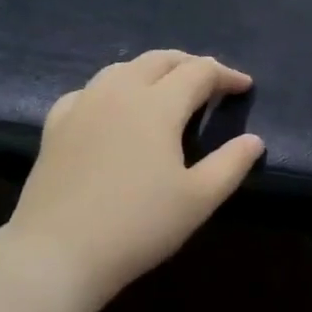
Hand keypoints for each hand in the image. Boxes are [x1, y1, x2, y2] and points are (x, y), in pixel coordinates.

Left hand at [6, 50, 264, 310]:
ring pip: (122, 68)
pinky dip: (112, 89)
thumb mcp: (198, 200)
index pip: (199, 72)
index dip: (226, 75)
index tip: (244, 87)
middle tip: (210, 82)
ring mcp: (83, 104)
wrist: (57, 251)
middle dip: (190, 64)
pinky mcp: (56, 124)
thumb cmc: (138, 225)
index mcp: (158, 104)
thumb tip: (254, 140)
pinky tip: (112, 108)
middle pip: (160, 60)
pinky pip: (89, 90)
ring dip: (152, 70)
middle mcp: (120, 91)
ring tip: (166, 89)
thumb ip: (231, 164)